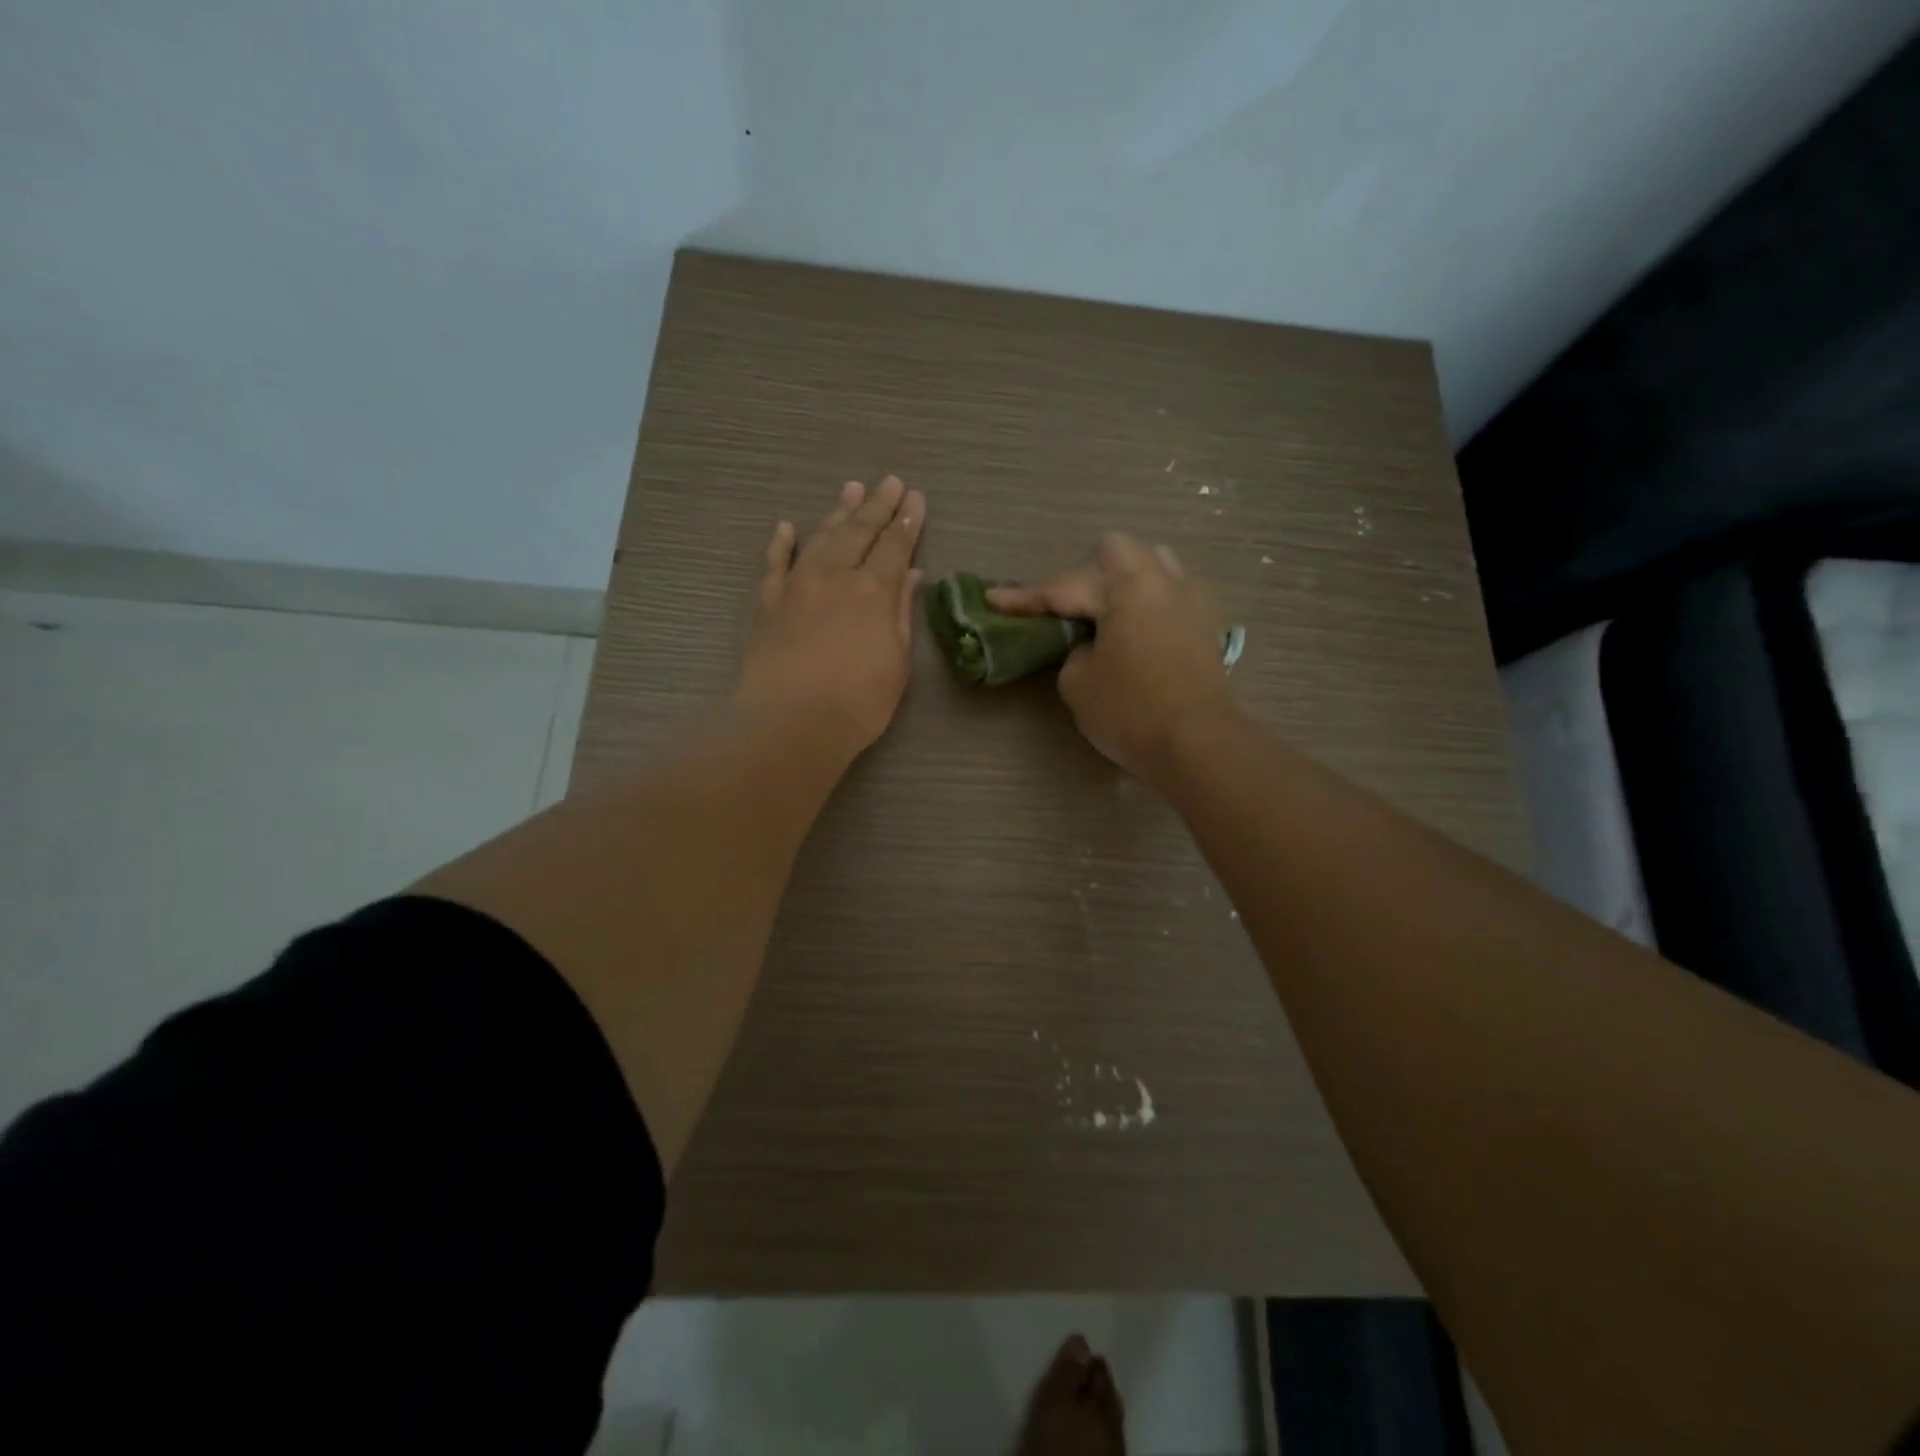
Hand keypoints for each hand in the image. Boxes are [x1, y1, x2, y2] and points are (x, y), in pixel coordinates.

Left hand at [735, 476, 925, 758]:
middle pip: (859, 531)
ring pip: (820, 538)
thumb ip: (901, 612)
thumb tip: (910, 574)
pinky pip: (774, 563)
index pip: (895, 545)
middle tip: (890, 482)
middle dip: (878, 505)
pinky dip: (782, 543)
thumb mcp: (897, 662)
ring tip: (850, 490)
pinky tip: (787, 527)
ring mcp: (797, 585)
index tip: (916, 498)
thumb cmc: (857, 702)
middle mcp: (835, 576)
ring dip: (837, 513)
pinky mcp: (767, 602)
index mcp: (873, 591)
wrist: (790, 722)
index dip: (908, 521)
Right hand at [990, 532, 1233, 778]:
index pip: (1064, 587)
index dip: (1026, 597)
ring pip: (1153, 563)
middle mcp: (1163, 581)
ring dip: (1123, 579)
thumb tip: (1091, 645)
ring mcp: (1192, 599)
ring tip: (1105, 612)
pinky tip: (1137, 628)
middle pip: (1116, 551)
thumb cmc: (1131, 712)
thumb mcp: (1077, 683)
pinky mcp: (1208, 624)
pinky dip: (1148, 601)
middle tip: (1065, 609)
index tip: (994, 598)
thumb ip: (1073, 652)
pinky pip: (1172, 592)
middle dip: (1083, 573)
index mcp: (1126, 588)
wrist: (1198, 745)